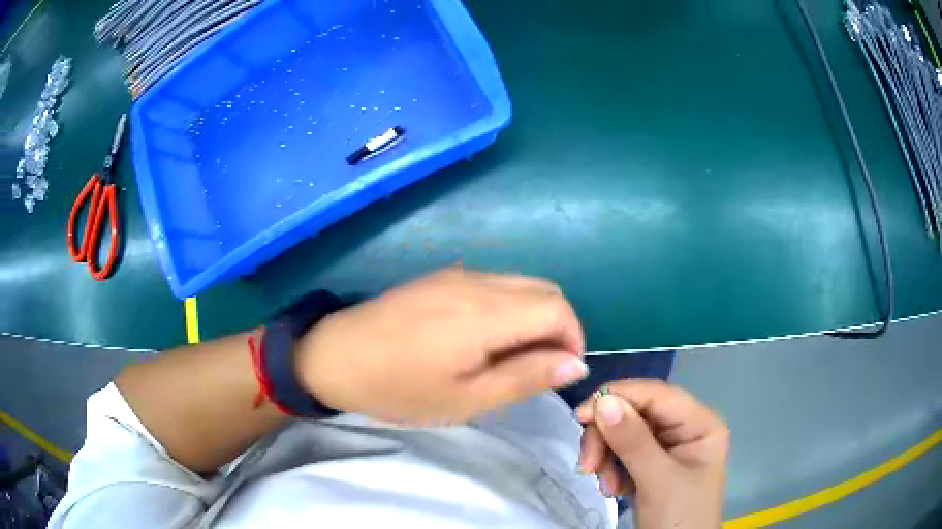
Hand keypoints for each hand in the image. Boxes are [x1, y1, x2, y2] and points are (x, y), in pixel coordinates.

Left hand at [294, 268, 588, 424]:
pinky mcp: (440, 278)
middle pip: (545, 290)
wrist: (333, 357)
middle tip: (538, 368)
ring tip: (510, 358)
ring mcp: (457, 275)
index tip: (560, 372)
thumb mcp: (466, 397)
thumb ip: (525, 376)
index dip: (573, 339)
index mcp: (487, 312)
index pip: (558, 308)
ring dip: (533, 317)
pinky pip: (494, 285)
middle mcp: (478, 281)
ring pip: (521, 284)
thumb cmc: (399, 387)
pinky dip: (509, 308)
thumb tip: (575, 363)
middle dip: (558, 327)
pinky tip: (483, 339)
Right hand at [576, 380, 727, 528]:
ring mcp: (668, 448)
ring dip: (607, 457)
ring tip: (605, 485)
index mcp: (700, 424)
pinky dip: (611, 469)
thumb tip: (602, 401)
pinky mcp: (652, 466)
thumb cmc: (679, 518)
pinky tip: (614, 489)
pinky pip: (623, 453)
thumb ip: (632, 441)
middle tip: (588, 466)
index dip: (619, 397)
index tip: (580, 415)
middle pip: (637, 414)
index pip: (657, 394)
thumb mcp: (658, 481)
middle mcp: (685, 429)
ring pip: (625, 433)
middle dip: (609, 438)